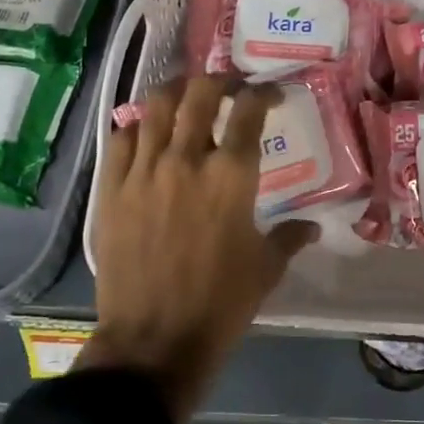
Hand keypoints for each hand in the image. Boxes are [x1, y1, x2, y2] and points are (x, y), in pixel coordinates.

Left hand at [81, 77, 316, 423]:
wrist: (153, 342)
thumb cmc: (220, 304)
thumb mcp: (265, 270)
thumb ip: (290, 238)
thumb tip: (312, 227)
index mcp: (231, 176)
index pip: (249, 111)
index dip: (262, 93)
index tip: (270, 95)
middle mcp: (186, 160)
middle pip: (200, 93)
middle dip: (219, 81)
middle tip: (229, 89)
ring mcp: (143, 171)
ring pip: (155, 106)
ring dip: (176, 93)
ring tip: (186, 98)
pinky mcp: (111, 189)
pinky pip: (121, 138)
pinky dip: (137, 127)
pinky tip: (147, 134)